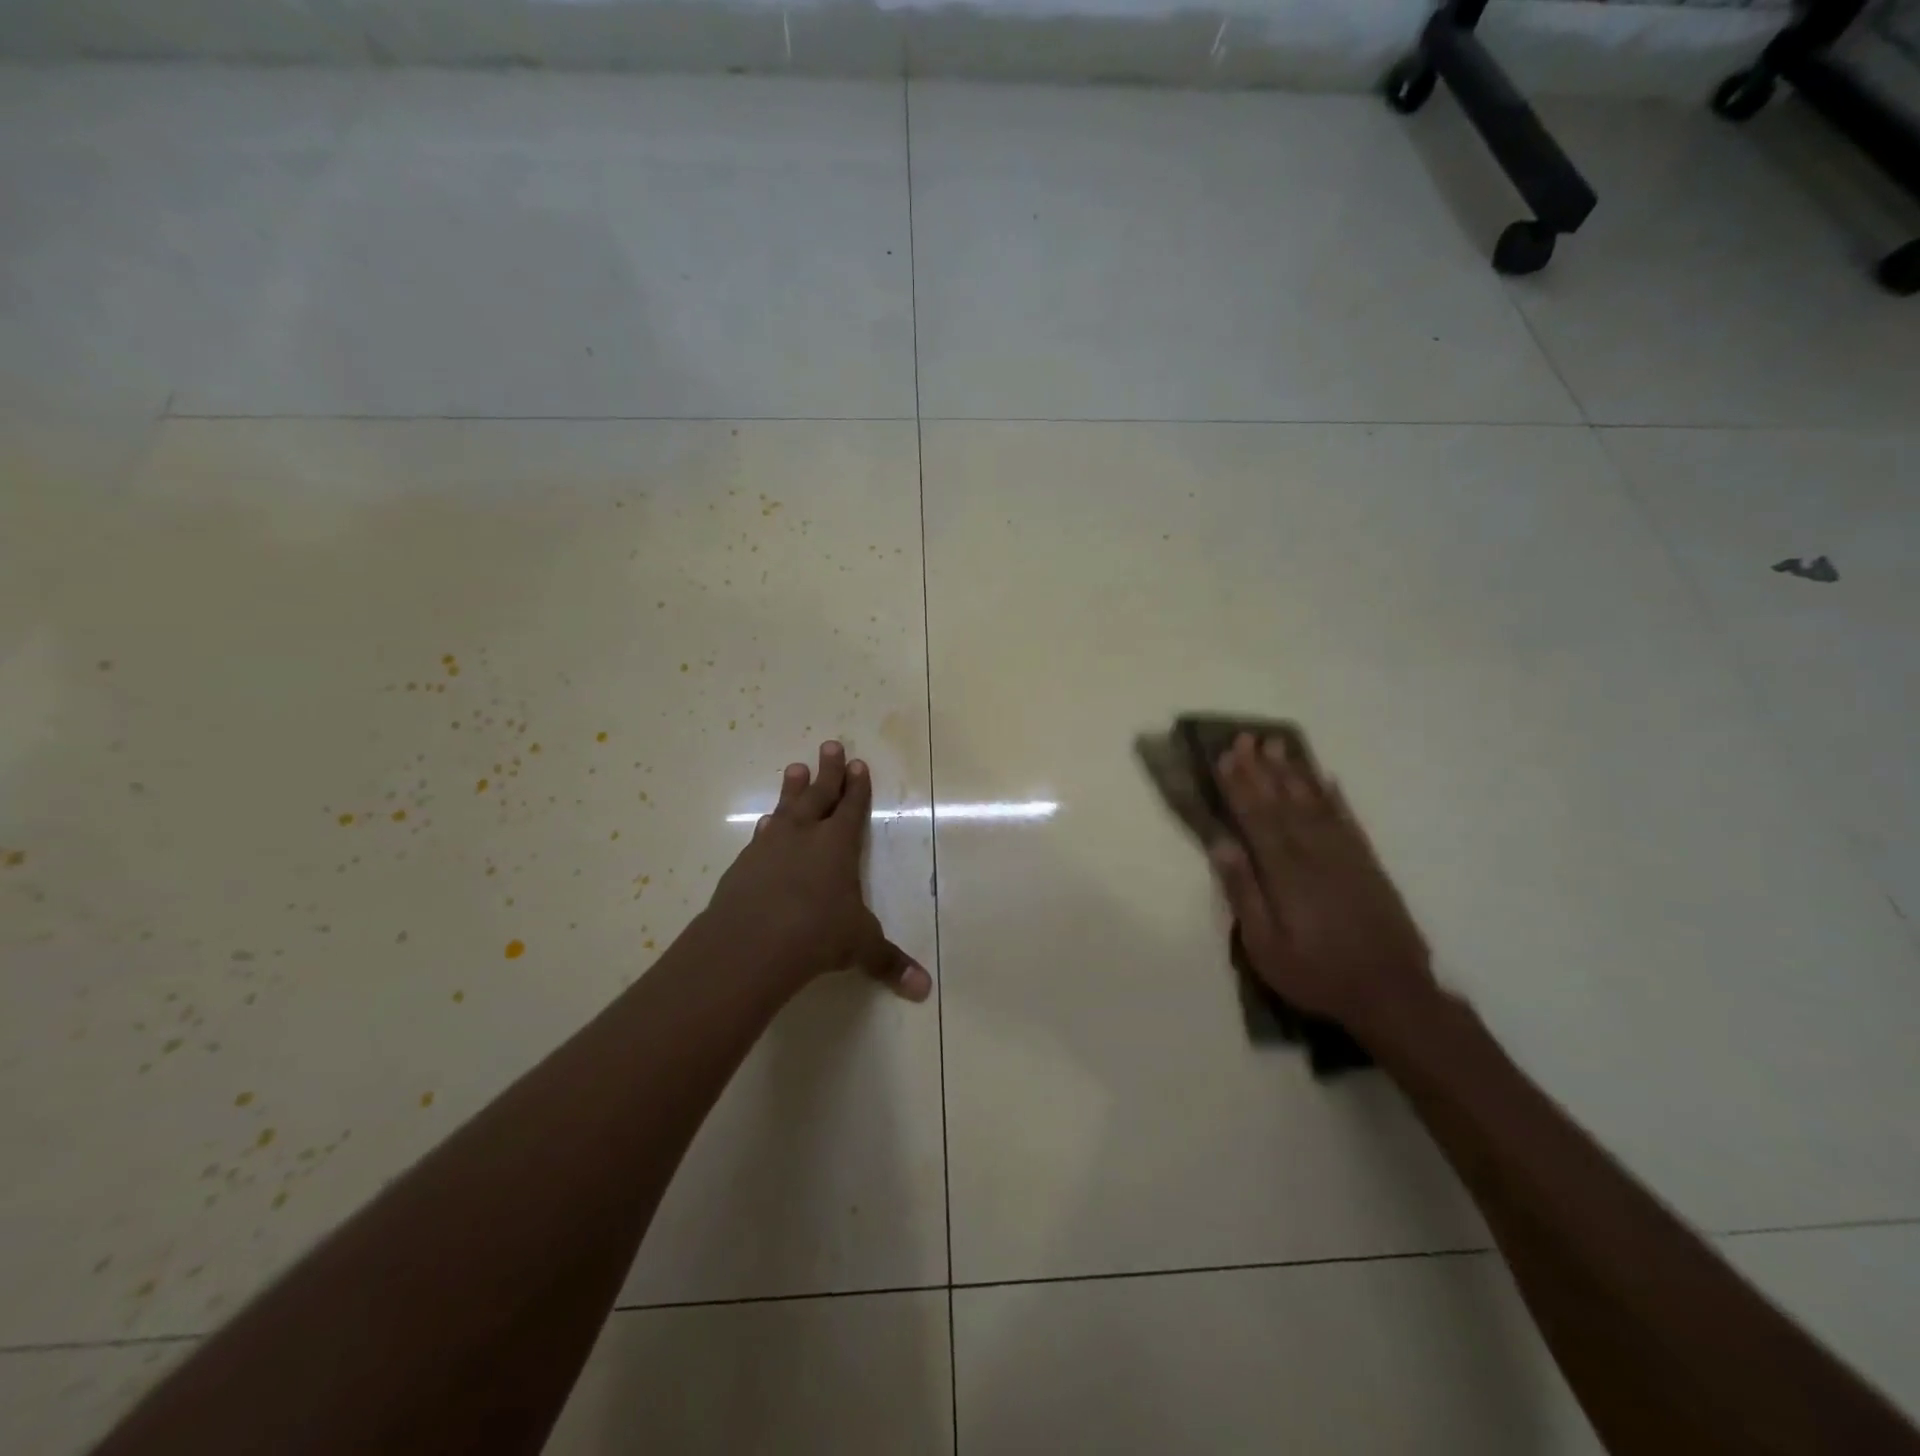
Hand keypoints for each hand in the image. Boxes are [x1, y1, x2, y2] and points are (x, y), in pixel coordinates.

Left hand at [705, 741, 931, 1001]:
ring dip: (792, 790)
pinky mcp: (743, 866)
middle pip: (818, 795)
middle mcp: (804, 837)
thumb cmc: (816, 934)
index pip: (851, 808)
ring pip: (785, 809)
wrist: (750, 943)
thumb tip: (924, 990)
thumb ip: (889, 962)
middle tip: (830, 746)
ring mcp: (770, 848)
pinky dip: (767, 828)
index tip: (858, 763)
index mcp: (837, 845)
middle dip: (828, 772)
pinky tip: (765, 825)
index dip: (857, 787)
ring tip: (794, 768)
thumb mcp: (859, 946)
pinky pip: (760, 837)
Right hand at [1209, 734, 1435, 1037]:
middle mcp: (1315, 853)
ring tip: (1278, 745)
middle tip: (1246, 737)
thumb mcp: (1265, 945)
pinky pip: (1348, 820)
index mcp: (1285, 872)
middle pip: (1282, 802)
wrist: (1392, 994)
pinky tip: (1325, 780)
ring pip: (1314, 803)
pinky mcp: (1368, 864)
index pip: (1256, 818)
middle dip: (1261, 769)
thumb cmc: (1317, 974)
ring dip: (1293, 773)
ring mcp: (1346, 856)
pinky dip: (1334, 797)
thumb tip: (1222, 845)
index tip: (1225, 757)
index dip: (1239, 787)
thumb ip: (1244, 893)